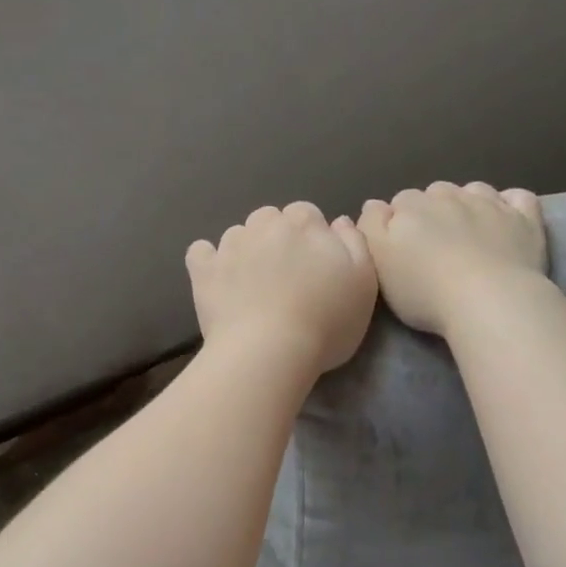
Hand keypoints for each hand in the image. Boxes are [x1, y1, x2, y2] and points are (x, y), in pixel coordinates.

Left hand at [186, 203, 377, 374]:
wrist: (270, 351)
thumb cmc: (326, 322)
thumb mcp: (364, 283)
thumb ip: (355, 244)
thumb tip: (339, 221)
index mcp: (305, 223)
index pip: (307, 215)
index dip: (311, 239)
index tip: (314, 267)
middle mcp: (265, 224)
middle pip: (271, 220)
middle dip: (277, 240)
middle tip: (284, 277)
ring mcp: (231, 245)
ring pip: (238, 234)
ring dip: (245, 250)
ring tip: (252, 285)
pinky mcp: (204, 270)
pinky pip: (201, 252)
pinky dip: (208, 261)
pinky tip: (217, 278)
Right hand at [358, 181, 546, 336]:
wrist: (487, 301)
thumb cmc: (423, 289)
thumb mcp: (377, 262)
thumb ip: (370, 226)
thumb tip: (375, 204)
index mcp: (411, 206)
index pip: (399, 202)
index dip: (397, 224)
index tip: (400, 250)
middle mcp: (450, 195)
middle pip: (435, 194)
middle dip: (432, 212)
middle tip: (432, 248)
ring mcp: (490, 204)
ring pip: (473, 191)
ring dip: (467, 204)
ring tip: (467, 235)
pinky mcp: (524, 219)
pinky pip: (517, 198)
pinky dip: (509, 204)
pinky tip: (505, 218)